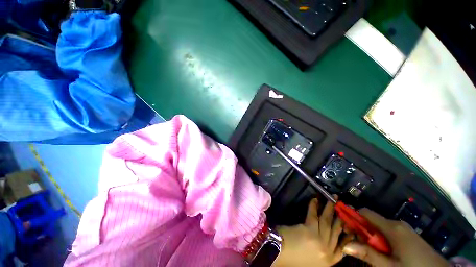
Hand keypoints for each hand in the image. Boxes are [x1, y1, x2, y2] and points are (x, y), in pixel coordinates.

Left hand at [273, 197, 352, 266]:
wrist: (277, 255)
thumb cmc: (292, 260)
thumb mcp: (311, 262)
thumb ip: (321, 253)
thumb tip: (324, 241)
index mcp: (329, 262)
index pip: (342, 248)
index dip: (347, 236)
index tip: (350, 226)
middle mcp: (327, 251)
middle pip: (336, 232)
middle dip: (341, 218)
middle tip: (343, 207)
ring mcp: (320, 241)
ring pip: (327, 222)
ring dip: (330, 209)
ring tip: (333, 198)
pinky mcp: (310, 230)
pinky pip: (314, 215)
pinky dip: (314, 206)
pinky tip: (315, 199)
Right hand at [343, 208, 448, 266]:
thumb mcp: (389, 266)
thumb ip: (368, 254)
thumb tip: (345, 245)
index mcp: (391, 228)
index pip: (365, 213)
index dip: (353, 216)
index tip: (346, 227)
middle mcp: (396, 223)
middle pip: (371, 220)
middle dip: (361, 229)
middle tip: (357, 244)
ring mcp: (403, 229)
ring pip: (379, 227)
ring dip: (371, 236)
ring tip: (370, 251)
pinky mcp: (407, 235)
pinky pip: (388, 232)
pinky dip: (380, 239)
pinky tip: (383, 252)